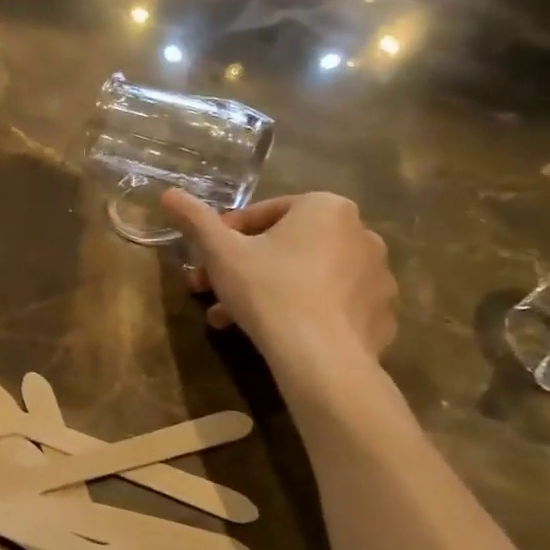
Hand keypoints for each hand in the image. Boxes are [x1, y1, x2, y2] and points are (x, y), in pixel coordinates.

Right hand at [161, 189, 396, 361]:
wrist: (319, 356)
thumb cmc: (268, 290)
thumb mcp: (220, 252)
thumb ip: (195, 220)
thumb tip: (168, 193)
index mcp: (326, 208)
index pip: (264, 213)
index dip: (226, 235)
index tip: (206, 260)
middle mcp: (361, 233)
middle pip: (287, 246)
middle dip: (245, 267)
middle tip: (214, 291)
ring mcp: (378, 276)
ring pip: (309, 276)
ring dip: (270, 290)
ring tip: (235, 319)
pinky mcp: (381, 314)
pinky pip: (335, 305)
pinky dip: (308, 312)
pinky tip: (281, 332)